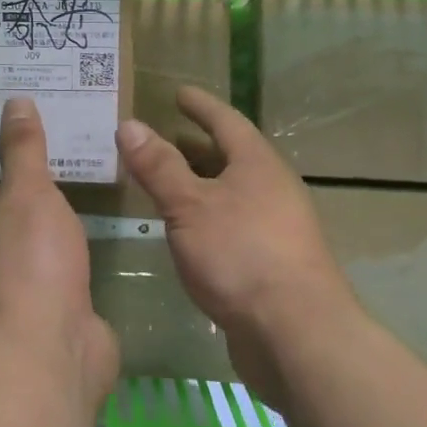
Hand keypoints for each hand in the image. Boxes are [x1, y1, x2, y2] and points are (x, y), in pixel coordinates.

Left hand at [0, 98, 119, 403]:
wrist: (50, 348)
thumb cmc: (31, 259)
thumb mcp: (29, 191)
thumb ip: (24, 149)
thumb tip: (14, 100)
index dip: (20, 179)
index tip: (52, 159)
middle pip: (17, 228)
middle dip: (44, 212)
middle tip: (84, 179)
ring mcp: (17, 302)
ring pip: (40, 260)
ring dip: (61, 246)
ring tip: (99, 214)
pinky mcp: (48, 326)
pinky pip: (65, 288)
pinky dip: (78, 276)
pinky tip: (102, 261)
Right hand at [115, 86, 359, 404]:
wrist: (296, 334)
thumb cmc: (240, 254)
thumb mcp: (189, 205)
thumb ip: (159, 166)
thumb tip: (130, 124)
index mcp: (257, 164)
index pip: (225, 121)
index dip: (200, 105)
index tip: (179, 93)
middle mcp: (272, 188)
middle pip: (231, 156)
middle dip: (196, 146)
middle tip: (161, 138)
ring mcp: (276, 227)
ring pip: (231, 192)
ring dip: (200, 184)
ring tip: (165, 183)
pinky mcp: (272, 263)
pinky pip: (233, 223)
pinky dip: (206, 216)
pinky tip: (186, 232)